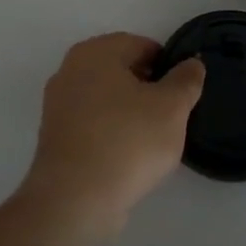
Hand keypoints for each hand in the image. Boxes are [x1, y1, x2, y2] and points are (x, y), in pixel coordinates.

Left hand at [20, 33, 204, 237]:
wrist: (75, 199)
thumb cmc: (127, 142)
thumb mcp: (171, 108)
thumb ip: (186, 80)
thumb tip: (192, 63)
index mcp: (96, 51)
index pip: (141, 45)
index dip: (167, 66)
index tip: (182, 93)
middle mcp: (70, 68)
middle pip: (121, 70)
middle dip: (147, 88)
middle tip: (170, 116)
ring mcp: (57, 102)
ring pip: (105, 97)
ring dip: (128, 111)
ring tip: (150, 140)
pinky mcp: (53, 135)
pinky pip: (91, 122)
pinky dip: (110, 131)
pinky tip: (126, 156)